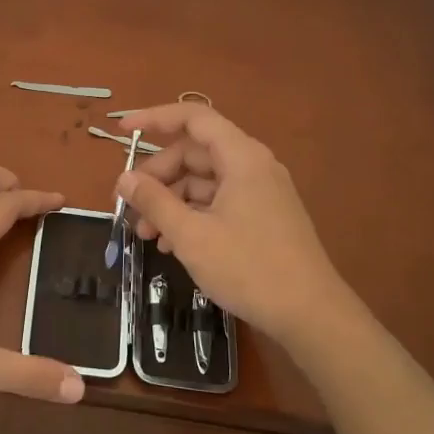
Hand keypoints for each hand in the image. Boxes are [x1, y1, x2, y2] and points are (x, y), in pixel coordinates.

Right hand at [114, 103, 360, 359]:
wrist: (311, 315)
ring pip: (204, 181)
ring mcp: (260, 192)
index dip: (154, 118)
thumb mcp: (191, 235)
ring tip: (144, 235)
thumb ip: (154, 202)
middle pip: (194, 153)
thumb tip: (124, 179)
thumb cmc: (249, 268)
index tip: (122, 130)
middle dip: (157, 176)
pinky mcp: (262, 217)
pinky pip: (218, 203)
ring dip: (170, 201)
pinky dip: (191, 216)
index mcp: (241, 157)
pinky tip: (171, 246)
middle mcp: (253, 166)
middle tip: (129, 205)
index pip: (193, 118)